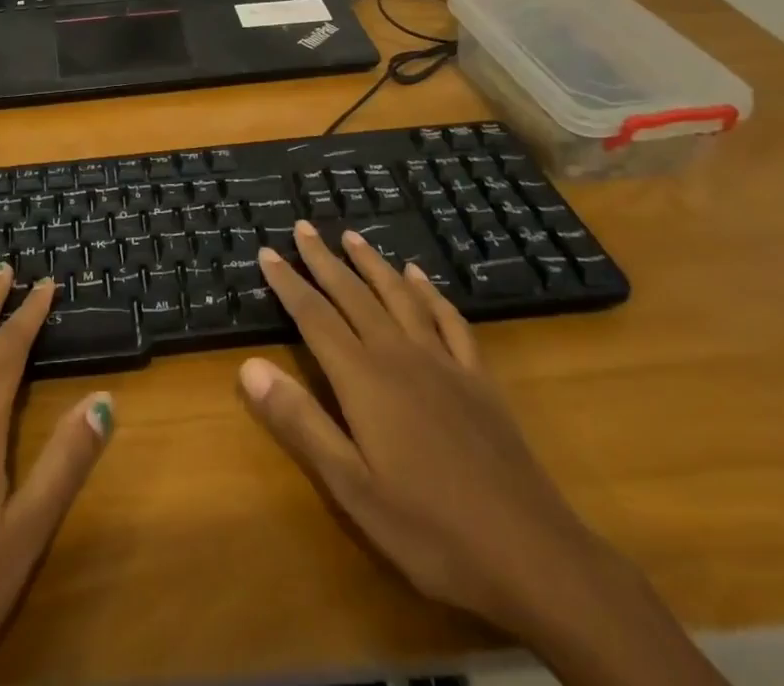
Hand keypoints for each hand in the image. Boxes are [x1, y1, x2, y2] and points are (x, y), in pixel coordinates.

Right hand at [241, 221, 727, 685]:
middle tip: (303, 226)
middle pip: (354, 295)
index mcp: (364, 380)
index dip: (288, 282)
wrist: (535, 558)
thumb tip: (249, 365)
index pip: (314, 317)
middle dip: (324, 259)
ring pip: (399, 296)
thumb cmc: (432, 531)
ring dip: (373, 263)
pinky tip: (420, 277)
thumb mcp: (353, 489)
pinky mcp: (479, 379)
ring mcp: (444, 363)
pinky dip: (430, 292)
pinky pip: (450, 320)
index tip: (266, 250)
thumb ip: (301, 423)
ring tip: (352, 236)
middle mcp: (400, 356)